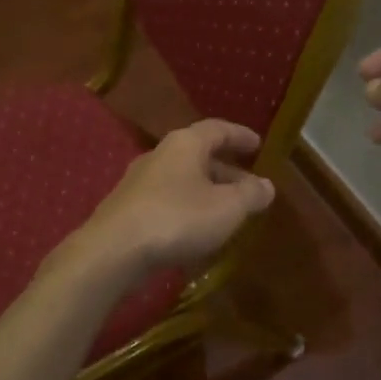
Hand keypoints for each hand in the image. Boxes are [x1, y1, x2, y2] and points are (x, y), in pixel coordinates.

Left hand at [66, 120, 275, 280]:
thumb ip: (250, 195)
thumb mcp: (227, 208)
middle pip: (199, 155)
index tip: (258, 144)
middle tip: (248, 185)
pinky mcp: (128, 208)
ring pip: (182, 179)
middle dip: (226, 169)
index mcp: (185, 143)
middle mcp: (160, 154)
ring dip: (206, 191)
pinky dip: (187, 208)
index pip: (218, 129)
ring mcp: (139, 181)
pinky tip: (197, 230)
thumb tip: (266, 185)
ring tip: (226, 210)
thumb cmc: (178, 218)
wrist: (113, 251)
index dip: (240, 136)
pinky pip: (167, 200)